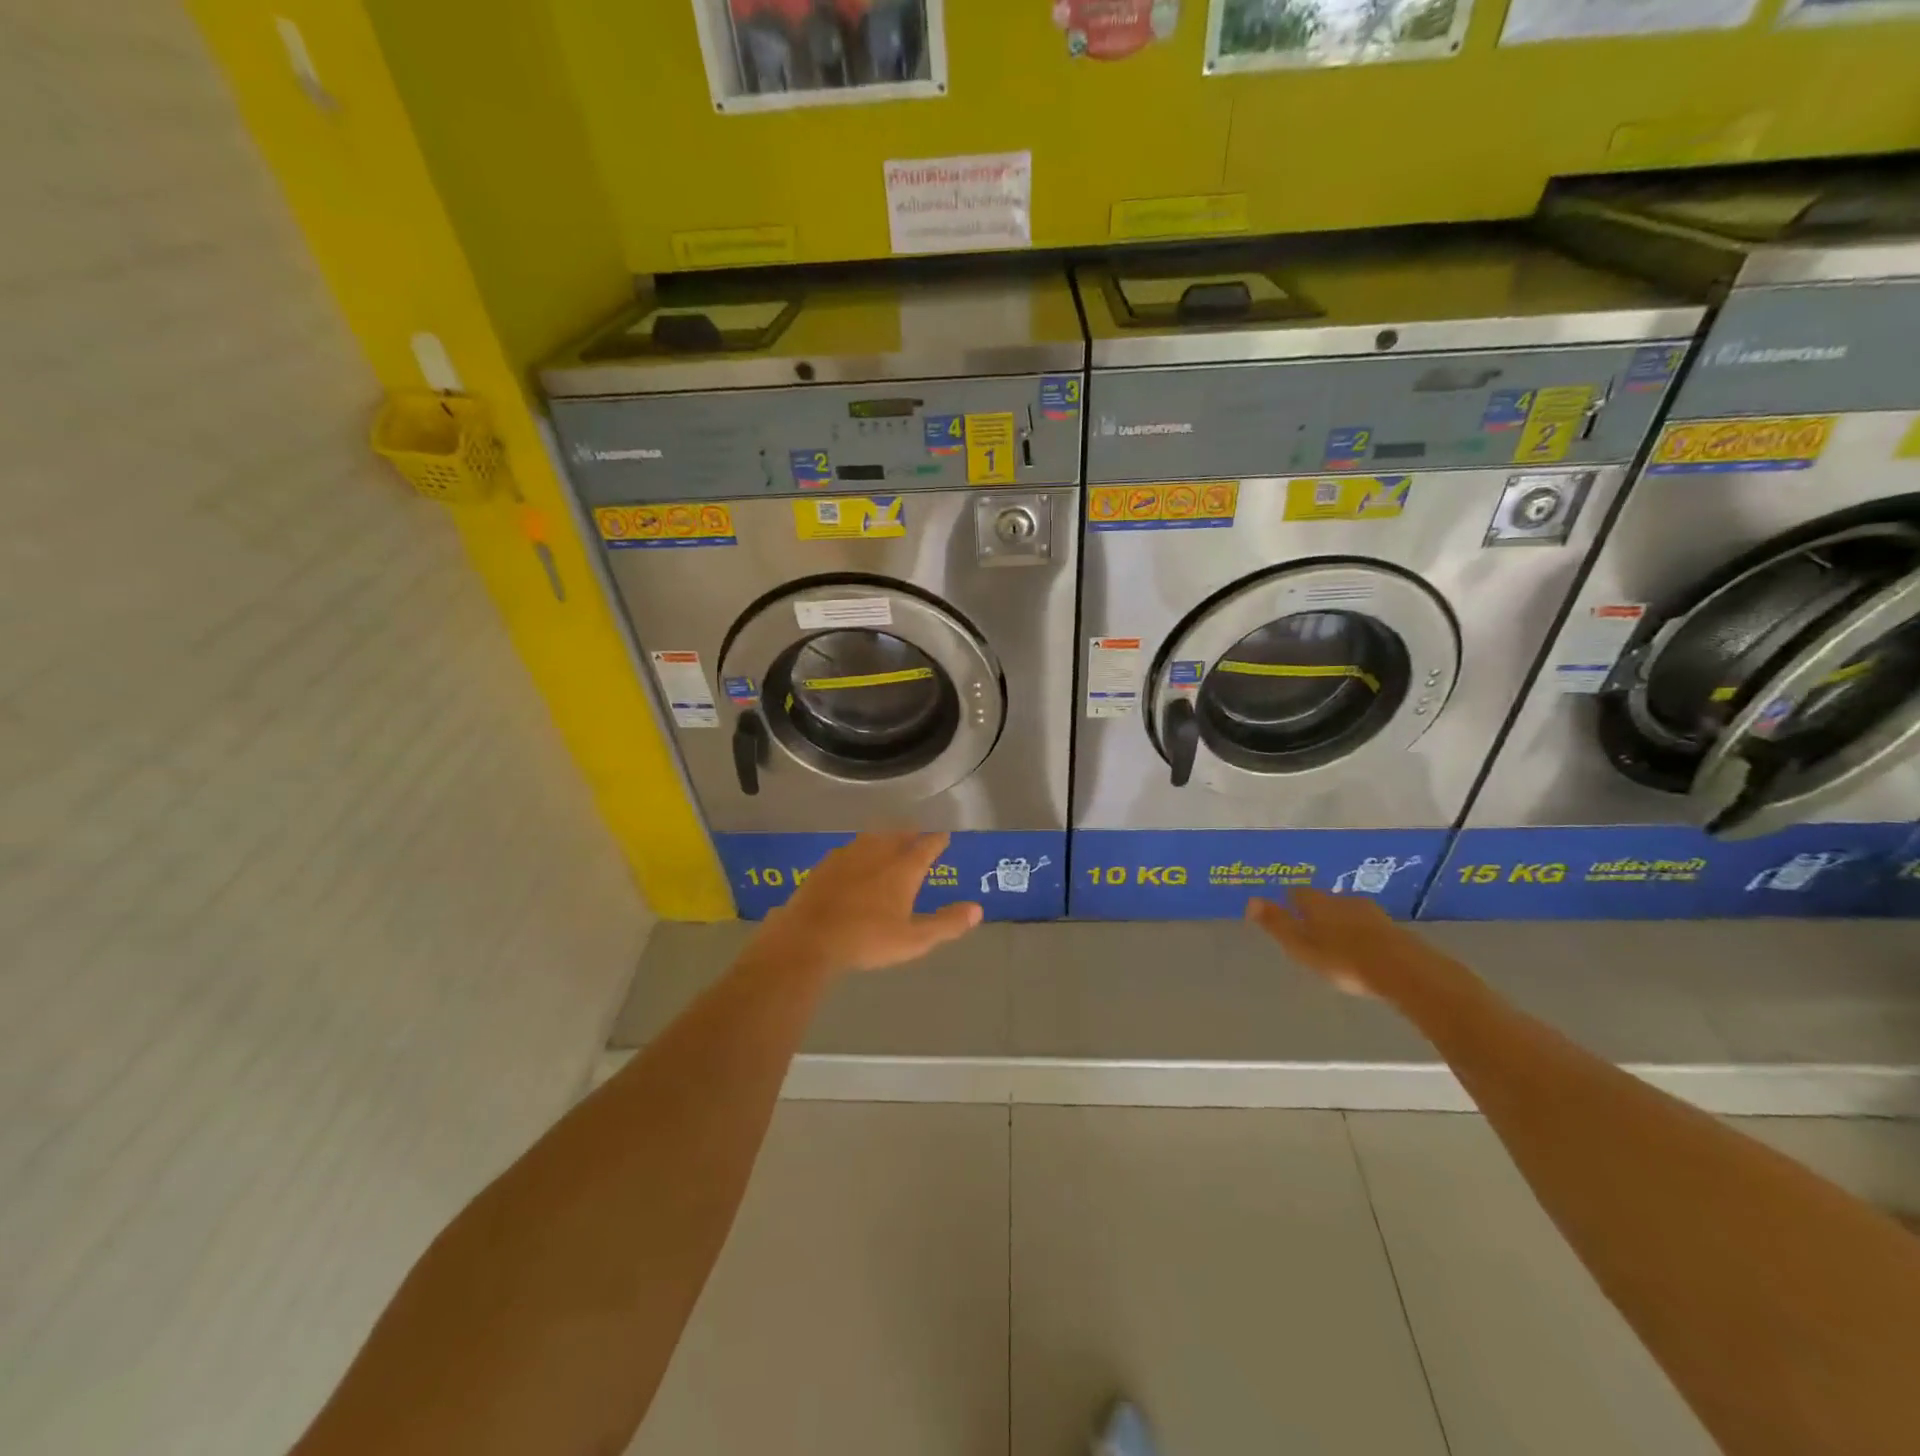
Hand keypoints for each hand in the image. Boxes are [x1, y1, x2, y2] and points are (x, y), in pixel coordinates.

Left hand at [755, 832, 982, 975]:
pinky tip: (854, 857)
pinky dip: (859, 848)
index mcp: (902, 869)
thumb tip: (977, 909)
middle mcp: (878, 854)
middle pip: (898, 835)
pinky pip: (849, 849)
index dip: (937, 841)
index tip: (944, 836)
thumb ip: (946, 924)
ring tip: (888, 839)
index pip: (926, 847)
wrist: (809, 938)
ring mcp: (848, 856)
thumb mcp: (913, 940)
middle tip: (917, 834)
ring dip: (884, 836)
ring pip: (872, 838)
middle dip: (910, 834)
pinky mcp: (825, 865)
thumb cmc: (867, 939)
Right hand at [1245, 887, 1437, 999]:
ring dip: (1342, 923)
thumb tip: (1250, 900)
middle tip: (1311, 930)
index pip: (1298, 893)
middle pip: (1325, 901)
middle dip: (1318, 912)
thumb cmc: (1343, 959)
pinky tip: (1363, 951)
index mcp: (1317, 904)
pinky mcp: (1393, 930)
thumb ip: (1277, 924)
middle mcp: (1343, 901)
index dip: (1291, 901)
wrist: (1403, 970)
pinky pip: (1370, 927)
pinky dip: (1362, 935)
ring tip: (1337, 942)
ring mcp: (1371, 914)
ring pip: (1349, 912)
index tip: (1287, 912)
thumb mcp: (1301, 946)